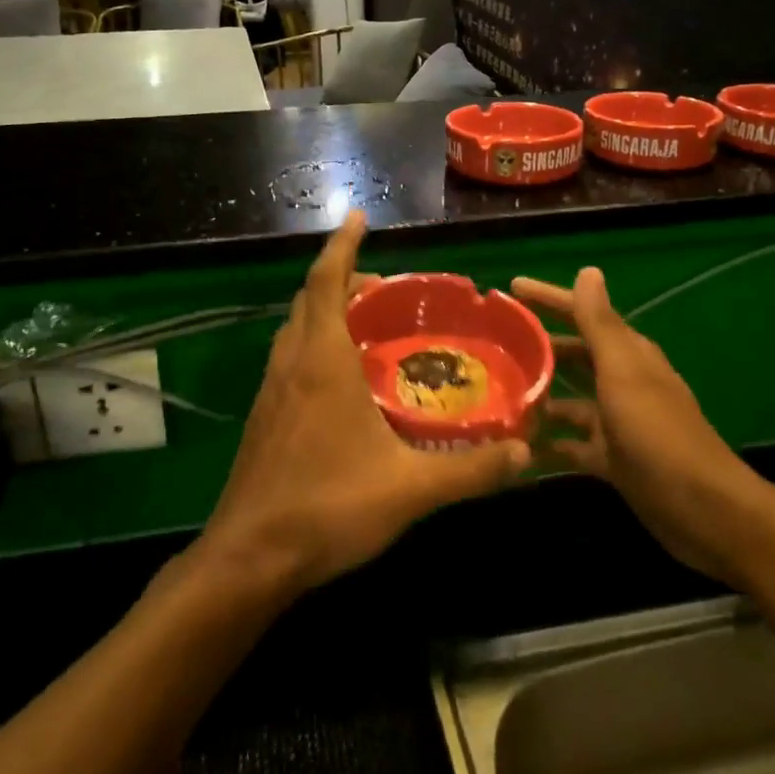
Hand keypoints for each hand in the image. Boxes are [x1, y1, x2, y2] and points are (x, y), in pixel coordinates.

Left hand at [200, 213, 529, 595]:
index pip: (328, 281)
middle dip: (341, 277)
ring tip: (364, 322)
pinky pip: (289, 358)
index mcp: (322, 361)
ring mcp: (271, 390)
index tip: (357, 216)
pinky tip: (339, 379)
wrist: (250, 557)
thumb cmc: (328, 507)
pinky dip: (313, 343)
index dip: (342, 244)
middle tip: (382, 284)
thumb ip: (470, 470)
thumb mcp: (410, 489)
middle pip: (310, 298)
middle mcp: (291, 363)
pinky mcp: (264, 417)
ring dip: (324, 310)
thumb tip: (524, 453)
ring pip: (295, 328)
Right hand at [512, 268, 774, 582]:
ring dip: (537, 395)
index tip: (510, 288)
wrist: (700, 508)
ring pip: (567, 400)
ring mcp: (615, 422)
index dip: (549, 298)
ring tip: (493, 394)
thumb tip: (589, 270)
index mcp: (627, 355)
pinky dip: (546, 442)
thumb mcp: (623, 372)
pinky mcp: (610, 459)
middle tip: (490, 343)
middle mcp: (620, 382)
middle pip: (572, 355)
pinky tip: (515, 445)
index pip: (582, 314)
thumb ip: (600, 324)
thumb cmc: (657, 432)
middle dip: (536, 347)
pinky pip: (569, 444)